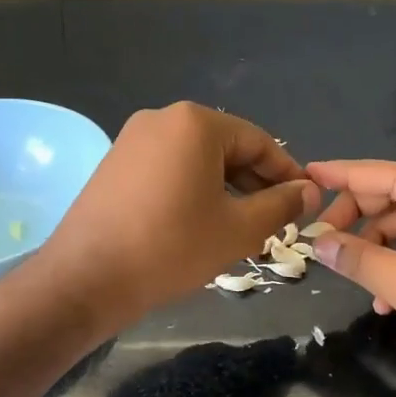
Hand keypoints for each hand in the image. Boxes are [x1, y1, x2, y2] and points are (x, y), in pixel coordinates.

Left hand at [41, 103, 318, 323]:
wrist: (85, 278)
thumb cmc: (170, 248)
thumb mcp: (238, 229)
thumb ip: (281, 205)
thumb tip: (310, 190)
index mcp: (196, 123)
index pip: (258, 141)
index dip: (286, 173)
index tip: (303, 203)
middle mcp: (163, 118)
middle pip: (226, 146)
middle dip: (254, 182)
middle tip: (274, 220)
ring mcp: (134, 138)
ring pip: (197, 157)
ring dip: (225, 187)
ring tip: (240, 225)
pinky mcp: (116, 161)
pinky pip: (169, 166)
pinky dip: (192, 187)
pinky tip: (199, 222)